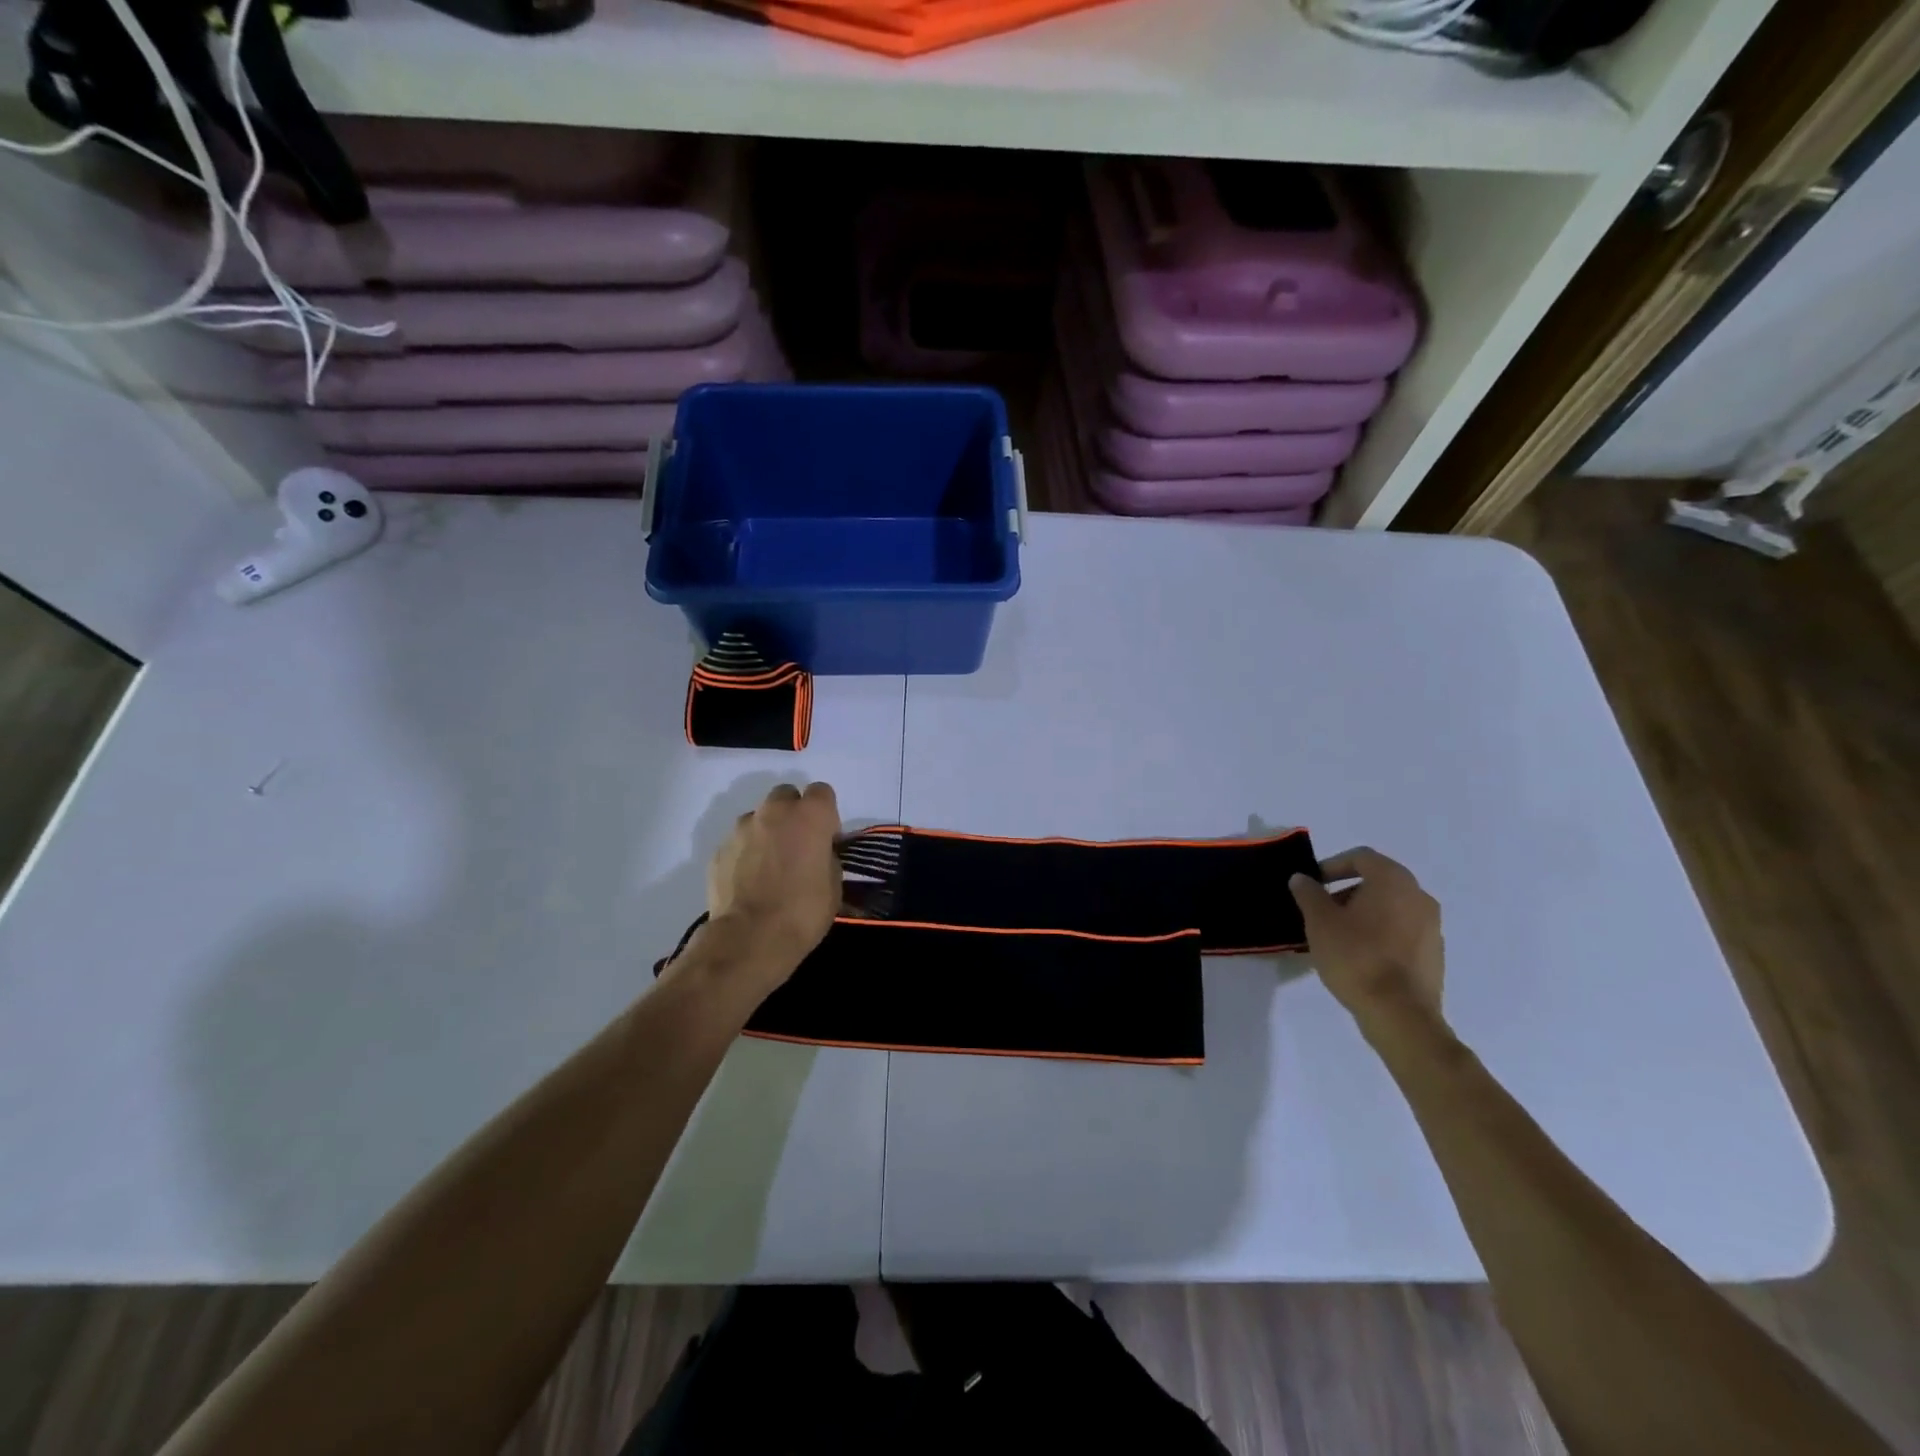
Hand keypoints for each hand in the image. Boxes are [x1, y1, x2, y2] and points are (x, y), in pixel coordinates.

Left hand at [705, 782, 842, 972]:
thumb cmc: (803, 911)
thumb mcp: (833, 885)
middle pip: (785, 796)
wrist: (750, 938)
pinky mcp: (719, 849)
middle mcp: (774, 811)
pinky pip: (738, 842)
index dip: (825, 814)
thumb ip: (826, 857)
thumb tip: (818, 853)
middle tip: (797, 846)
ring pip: (758, 818)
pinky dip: (745, 853)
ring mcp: (742, 828)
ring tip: (769, 866)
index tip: (825, 838)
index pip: (822, 792)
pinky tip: (748, 881)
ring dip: (766, 832)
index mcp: (809, 815)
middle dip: (793, 814)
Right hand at [1290, 848, 1444, 1030]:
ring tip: (1337, 936)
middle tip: (1321, 911)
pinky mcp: (1434, 954)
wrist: (1400, 1014)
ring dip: (1363, 913)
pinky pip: (1402, 931)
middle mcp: (1419, 896)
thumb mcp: (1319, 921)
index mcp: (1393, 881)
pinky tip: (1360, 956)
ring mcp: (1432, 927)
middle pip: (1378, 882)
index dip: (1332, 866)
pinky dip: (1380, 933)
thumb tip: (1303, 878)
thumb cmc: (1356, 957)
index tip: (1312, 884)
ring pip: (1390, 908)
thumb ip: (1308, 893)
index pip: (1361, 857)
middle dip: (1345, 891)